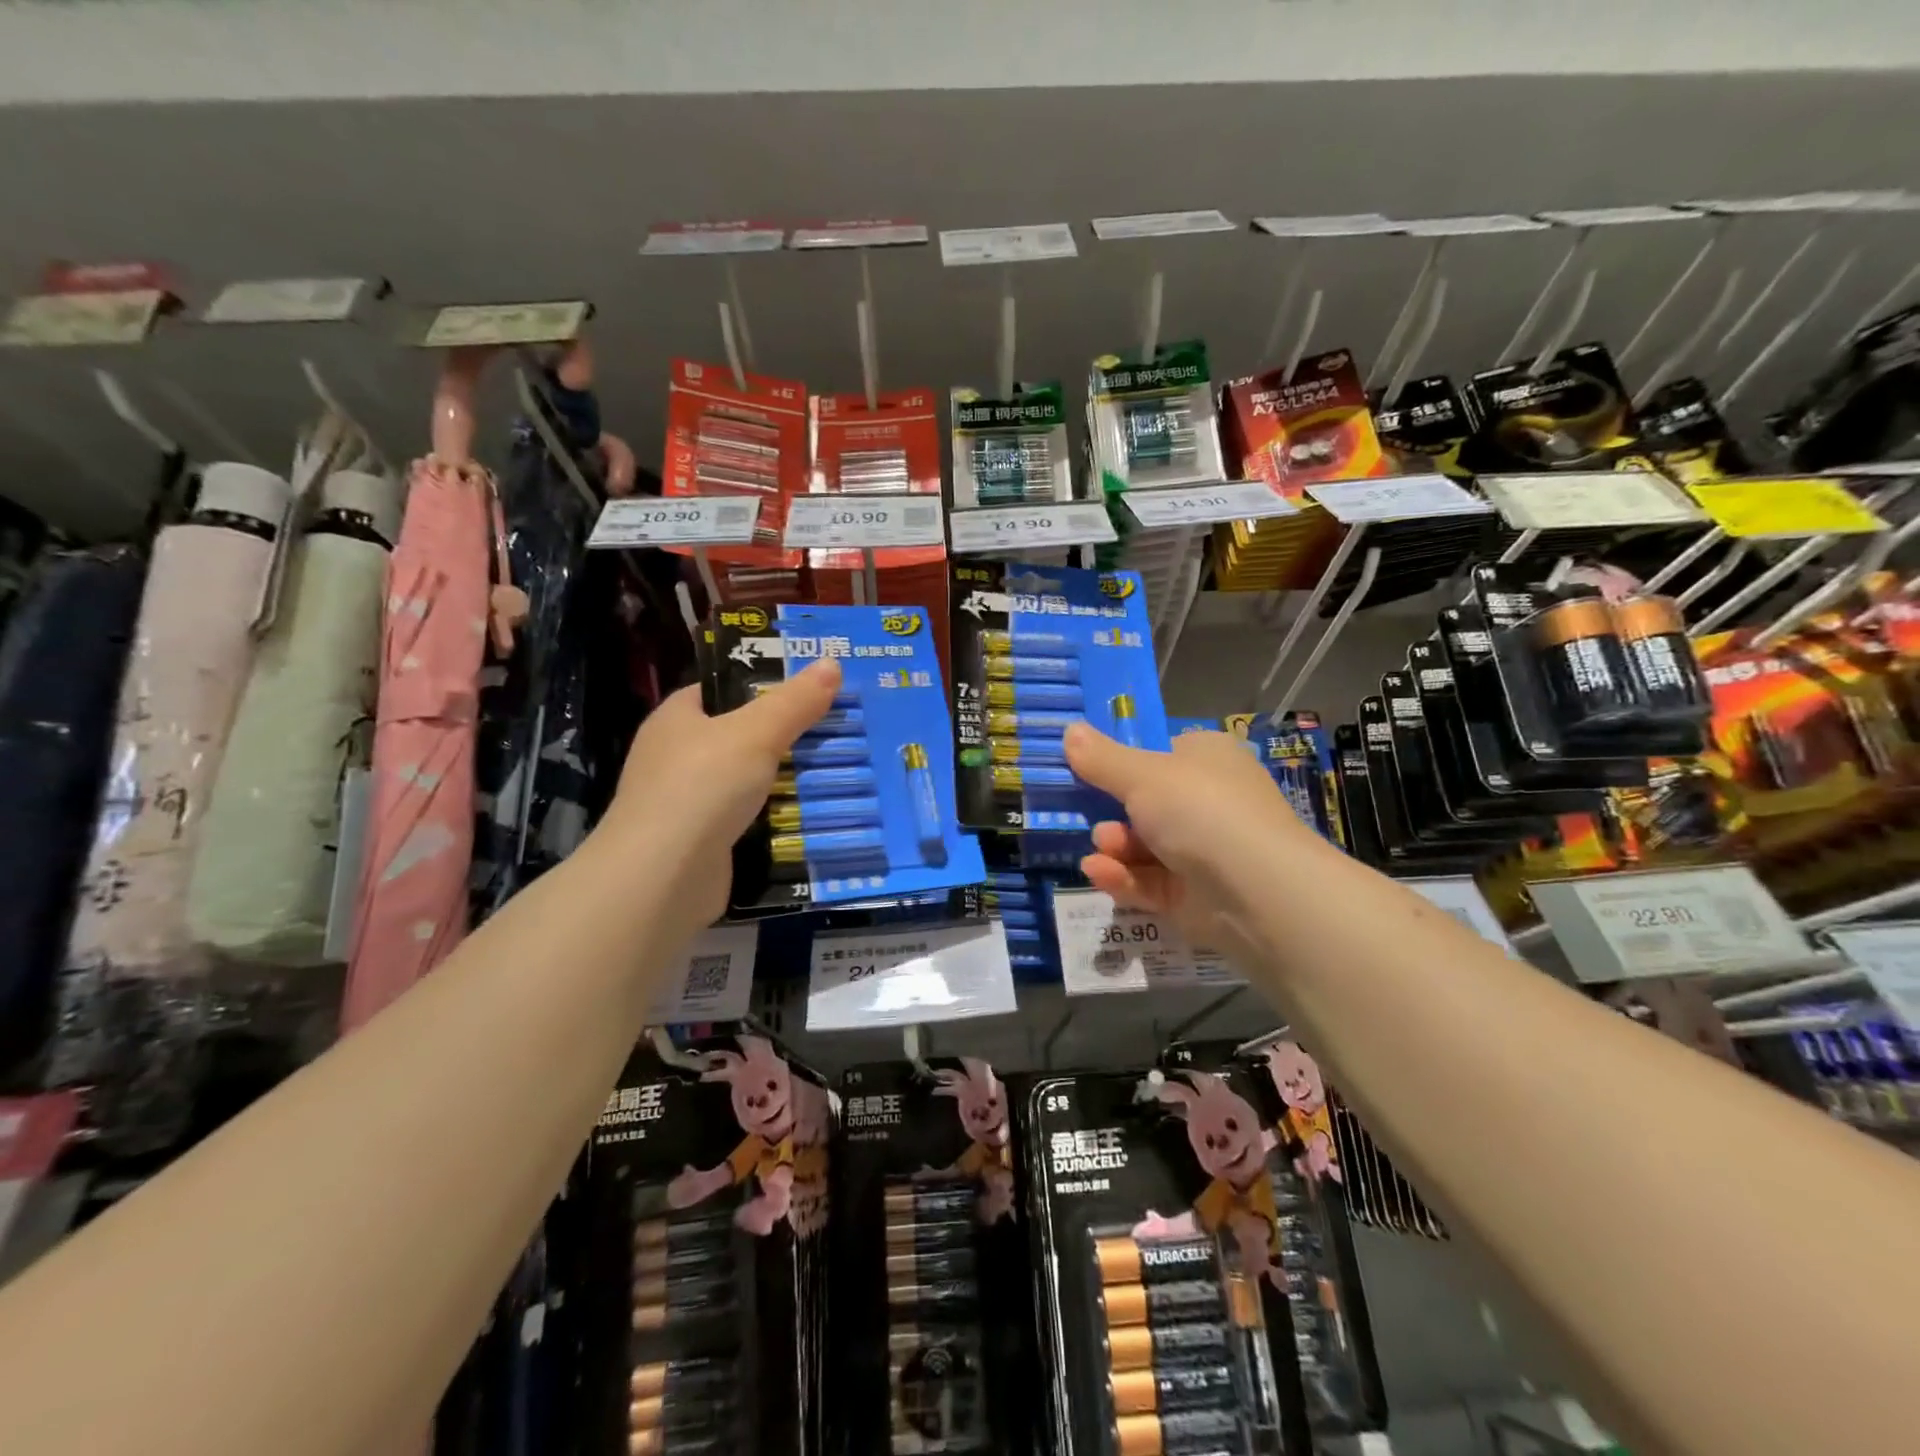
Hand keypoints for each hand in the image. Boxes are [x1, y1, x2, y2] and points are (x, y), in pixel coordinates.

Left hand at [599, 661, 842, 929]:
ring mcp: (687, 804)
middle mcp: (675, 758)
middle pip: (740, 737)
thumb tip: (832, 662)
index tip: (810, 689)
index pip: (721, 690)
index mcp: (676, 719)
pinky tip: (814, 817)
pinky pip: (749, 821)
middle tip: (837, 730)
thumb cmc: (702, 786)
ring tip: (839, 772)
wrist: (663, 877)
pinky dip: (777, 820)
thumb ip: (795, 701)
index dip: (762, 685)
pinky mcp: (702, 844)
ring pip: (748, 782)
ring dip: (786, 782)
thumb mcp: (757, 732)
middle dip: (786, 737)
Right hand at [1062, 723, 1320, 958]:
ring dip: (1114, 846)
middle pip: (1145, 803)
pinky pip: (1148, 881)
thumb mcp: (1141, 776)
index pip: (1162, 753)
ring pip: (1143, 845)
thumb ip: (1101, 759)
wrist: (1256, 891)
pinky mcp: (1194, 895)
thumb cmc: (1200, 810)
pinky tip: (1098, 873)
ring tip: (1102, 849)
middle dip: (1112, 813)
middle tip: (1089, 815)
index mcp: (1207, 758)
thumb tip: (1069, 730)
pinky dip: (1123, 877)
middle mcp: (1209, 801)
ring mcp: (1203, 850)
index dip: (1124, 762)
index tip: (1086, 770)